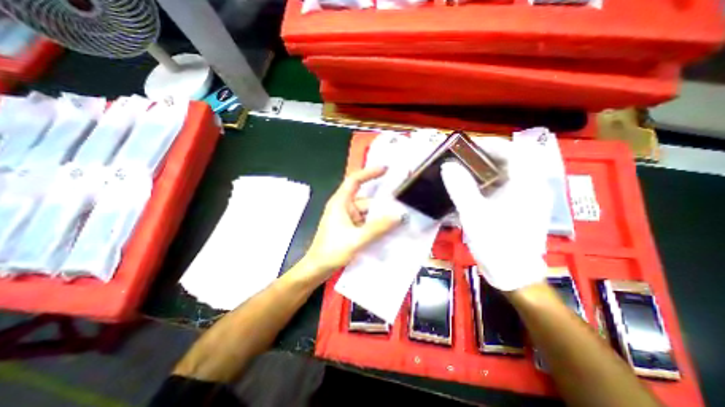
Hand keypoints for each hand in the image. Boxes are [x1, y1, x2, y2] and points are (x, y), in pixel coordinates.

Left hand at [301, 167, 401, 280]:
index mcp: (341, 202)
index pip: (354, 180)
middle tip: (402, 207)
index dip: (369, 173)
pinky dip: (375, 225)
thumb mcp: (356, 239)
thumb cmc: (332, 251)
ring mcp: (347, 218)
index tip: (386, 169)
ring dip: (380, 217)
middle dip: (382, 205)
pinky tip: (388, 230)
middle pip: (366, 200)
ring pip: (368, 213)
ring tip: (399, 221)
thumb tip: (398, 216)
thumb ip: (378, 228)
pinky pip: (366, 222)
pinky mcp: (349, 228)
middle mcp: (344, 207)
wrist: (317, 269)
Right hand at [438, 139, 553, 289]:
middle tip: (461, 160)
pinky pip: (503, 186)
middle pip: (509, 160)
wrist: (512, 273)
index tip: (467, 148)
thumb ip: (461, 188)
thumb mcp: (474, 214)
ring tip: (462, 172)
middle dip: (484, 157)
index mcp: (526, 185)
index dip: (491, 145)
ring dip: (484, 170)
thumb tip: (447, 166)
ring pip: (505, 173)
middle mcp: (531, 187)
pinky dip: (487, 183)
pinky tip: (471, 190)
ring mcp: (526, 197)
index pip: (514, 151)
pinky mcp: (519, 206)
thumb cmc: (496, 243)